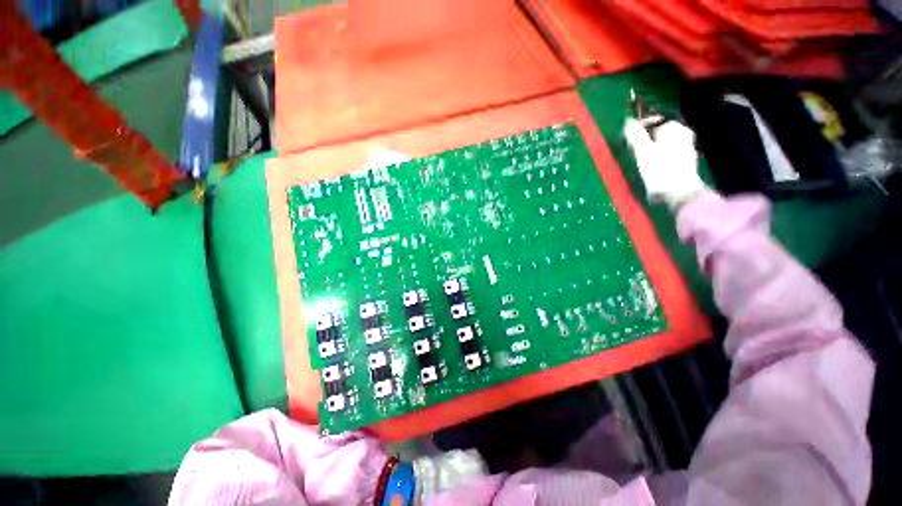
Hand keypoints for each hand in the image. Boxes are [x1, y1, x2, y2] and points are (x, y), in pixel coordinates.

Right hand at [624, 118, 706, 208]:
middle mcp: (683, 135)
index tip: (627, 140)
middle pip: (658, 133)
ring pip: (662, 144)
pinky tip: (651, 169)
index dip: (638, 128)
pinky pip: (667, 155)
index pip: (653, 120)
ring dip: (650, 150)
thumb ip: (635, 134)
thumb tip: (627, 120)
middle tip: (632, 151)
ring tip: (639, 161)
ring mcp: (686, 149)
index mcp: (674, 128)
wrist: (680, 194)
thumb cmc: (660, 170)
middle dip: (644, 140)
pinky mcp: (685, 164)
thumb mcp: (643, 151)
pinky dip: (658, 159)